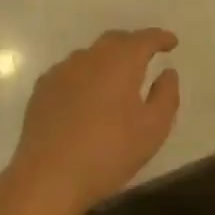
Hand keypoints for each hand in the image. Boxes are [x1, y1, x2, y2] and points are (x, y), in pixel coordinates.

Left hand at [0, 29, 180, 214]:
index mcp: (120, 62)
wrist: (48, 177)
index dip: (160, 38)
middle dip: (133, 43)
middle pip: (115, 40)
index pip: (144, 39)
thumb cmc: (108, 152)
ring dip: (107, 59)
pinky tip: (86, 94)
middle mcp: (90, 57)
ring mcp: (62, 71)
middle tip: (146, 56)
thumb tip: (167, 72)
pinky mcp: (42, 89)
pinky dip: (84, 75)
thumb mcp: (153, 129)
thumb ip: (166, 95)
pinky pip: (70, 71)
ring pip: (90, 54)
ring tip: (116, 77)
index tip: (171, 42)